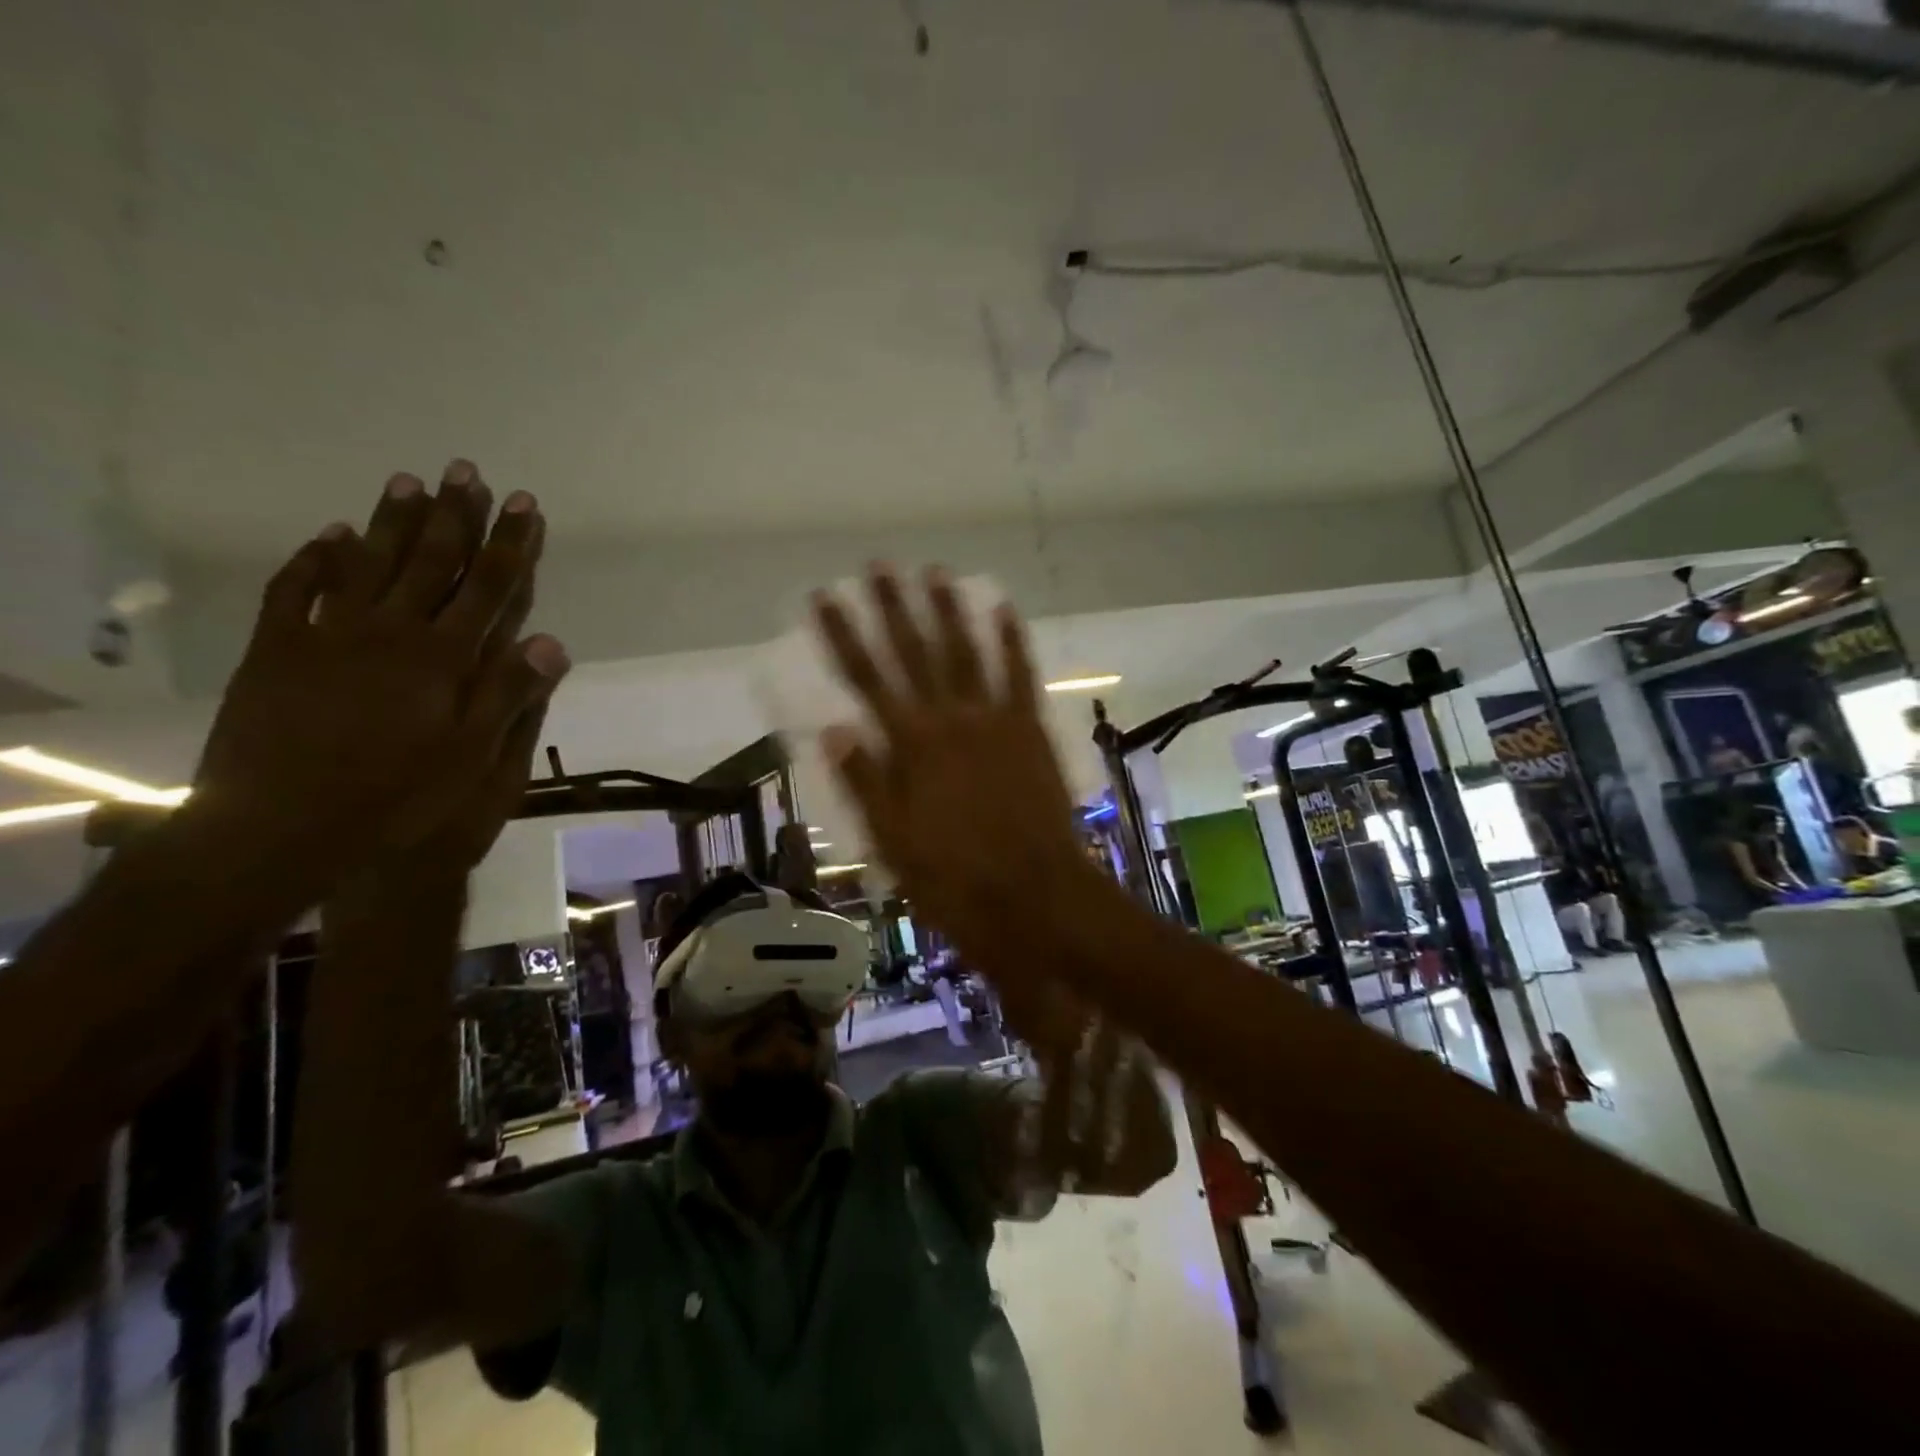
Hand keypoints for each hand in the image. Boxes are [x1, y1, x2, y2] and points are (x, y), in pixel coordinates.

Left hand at [194, 460, 565, 905]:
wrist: (279, 827)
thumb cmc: (395, 798)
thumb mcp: (472, 759)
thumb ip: (510, 694)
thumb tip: (552, 640)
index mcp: (443, 659)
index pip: (488, 588)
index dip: (510, 545)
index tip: (524, 505)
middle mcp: (391, 632)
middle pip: (431, 562)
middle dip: (455, 516)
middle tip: (466, 471)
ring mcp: (330, 635)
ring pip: (369, 563)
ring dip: (393, 522)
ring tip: (410, 481)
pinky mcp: (279, 650)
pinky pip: (297, 590)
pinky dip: (317, 558)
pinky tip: (332, 534)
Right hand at [810, 566, 1086, 949]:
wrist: (1036, 898)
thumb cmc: (955, 881)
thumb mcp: (894, 843)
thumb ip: (865, 782)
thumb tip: (832, 730)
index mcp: (910, 747)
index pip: (866, 678)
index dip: (843, 635)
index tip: (825, 597)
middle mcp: (950, 720)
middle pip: (916, 652)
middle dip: (894, 607)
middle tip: (880, 564)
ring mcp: (996, 721)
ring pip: (967, 652)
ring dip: (949, 610)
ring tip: (934, 571)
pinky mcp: (1031, 730)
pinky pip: (1019, 674)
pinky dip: (1011, 640)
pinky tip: (1002, 609)